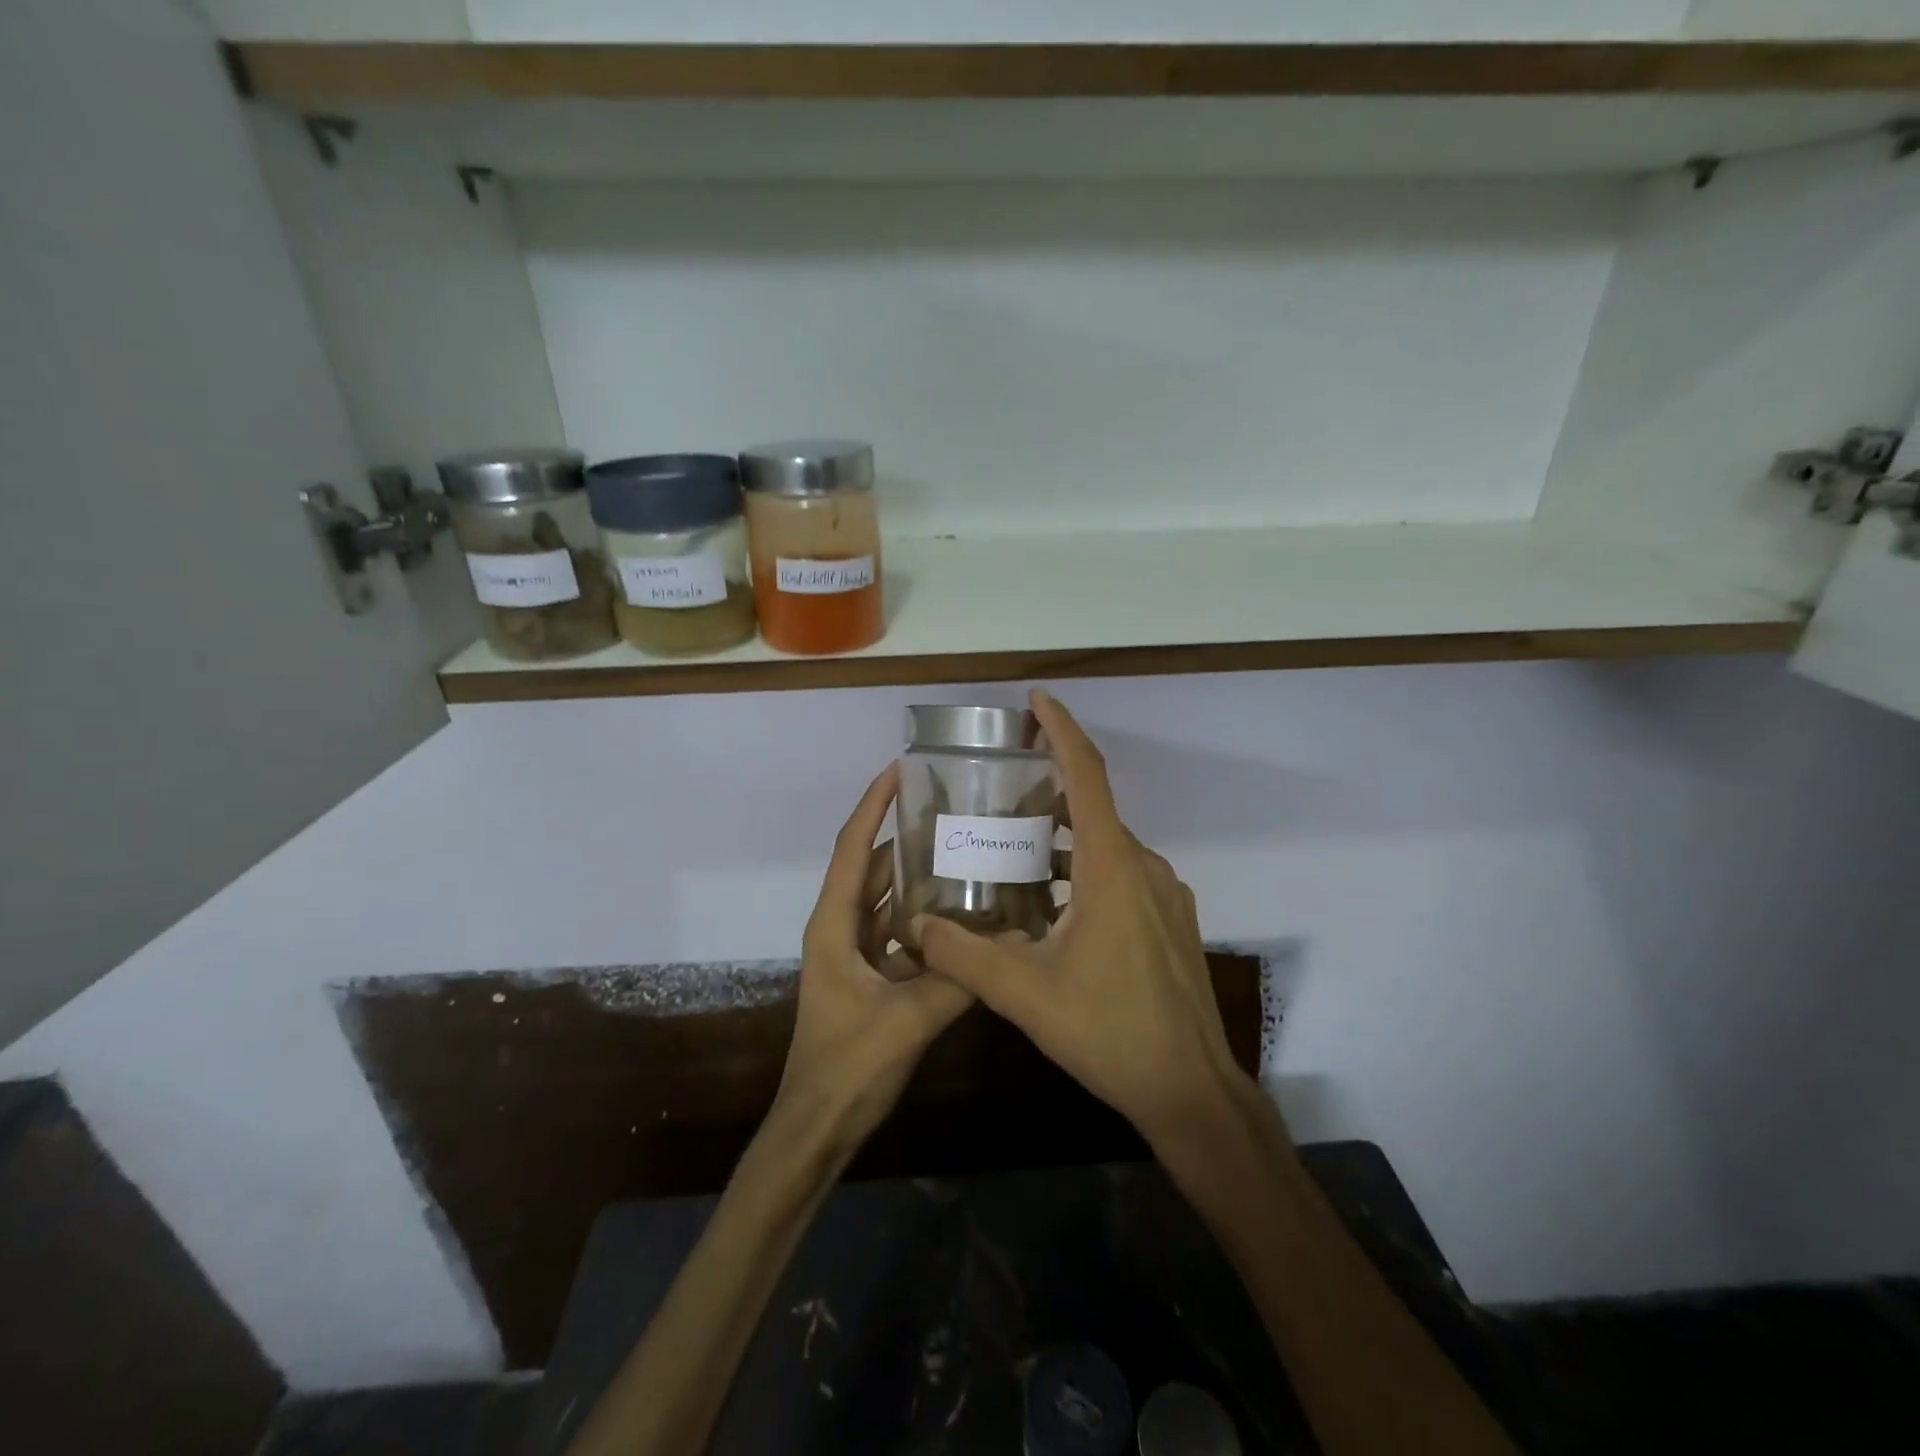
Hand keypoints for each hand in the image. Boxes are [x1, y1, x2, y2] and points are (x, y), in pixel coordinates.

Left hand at [775, 763, 974, 1147]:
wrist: (817, 1127)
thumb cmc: (847, 1067)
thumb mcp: (907, 1019)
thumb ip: (957, 979)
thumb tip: (1009, 941)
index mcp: (834, 924)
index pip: (854, 847)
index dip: (874, 805)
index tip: (900, 768)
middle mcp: (840, 928)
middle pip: (873, 867)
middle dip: (906, 836)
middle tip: (953, 811)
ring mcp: (854, 953)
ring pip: (887, 899)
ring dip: (918, 877)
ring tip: (964, 852)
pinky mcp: (869, 976)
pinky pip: (899, 932)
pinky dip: (925, 919)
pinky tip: (963, 916)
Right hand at [915, 690, 1242, 1148]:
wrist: (1190, 1090)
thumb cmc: (1109, 1030)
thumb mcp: (1024, 993)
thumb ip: (964, 955)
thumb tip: (916, 926)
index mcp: (1112, 866)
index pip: (1087, 775)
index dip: (1062, 730)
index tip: (1037, 700)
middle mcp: (1144, 867)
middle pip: (1094, 810)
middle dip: (1049, 794)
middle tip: (999, 797)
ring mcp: (1165, 895)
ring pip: (1107, 848)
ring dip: (1065, 841)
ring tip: (1016, 853)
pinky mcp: (1172, 922)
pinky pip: (1123, 877)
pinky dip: (1087, 872)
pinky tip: (1055, 908)